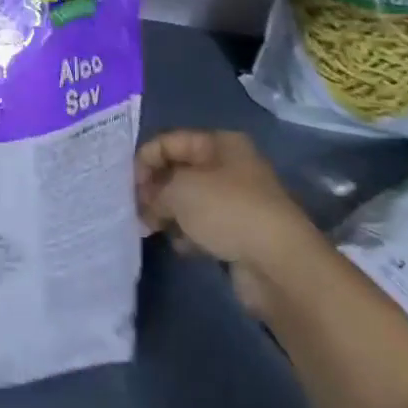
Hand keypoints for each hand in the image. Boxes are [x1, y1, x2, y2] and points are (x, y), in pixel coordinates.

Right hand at [134, 130, 325, 313]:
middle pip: (180, 170)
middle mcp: (230, 167)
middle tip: (135, 208)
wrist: (280, 265)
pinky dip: (187, 234)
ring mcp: (237, 202)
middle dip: (154, 188)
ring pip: (190, 201)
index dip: (145, 159)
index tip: (127, 184)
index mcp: (220, 143)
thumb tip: (145, 204)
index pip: (170, 141)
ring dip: (168, 213)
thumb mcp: (179, 191)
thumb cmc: (228, 211)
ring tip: (149, 228)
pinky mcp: (239, 234)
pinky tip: (178, 246)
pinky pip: (203, 227)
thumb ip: (154, 191)